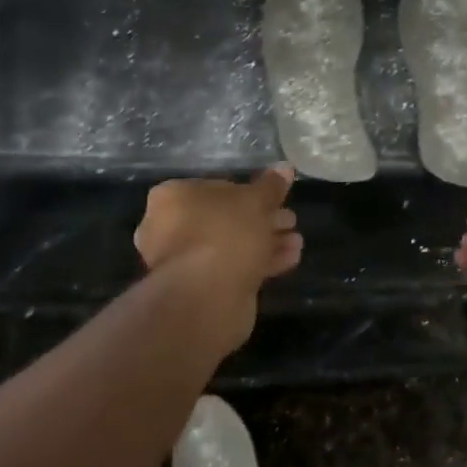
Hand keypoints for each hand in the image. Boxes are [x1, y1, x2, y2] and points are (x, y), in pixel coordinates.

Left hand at [135, 168, 302, 298]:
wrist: (206, 299)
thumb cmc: (225, 234)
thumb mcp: (255, 202)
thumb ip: (271, 186)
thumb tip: (285, 167)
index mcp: (173, 197)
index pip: (216, 187)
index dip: (250, 192)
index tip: (276, 199)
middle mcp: (170, 227)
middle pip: (225, 218)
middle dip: (262, 220)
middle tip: (290, 220)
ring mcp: (184, 262)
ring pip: (231, 245)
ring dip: (265, 242)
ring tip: (296, 241)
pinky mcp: (200, 289)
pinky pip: (233, 268)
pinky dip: (259, 262)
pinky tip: (290, 259)